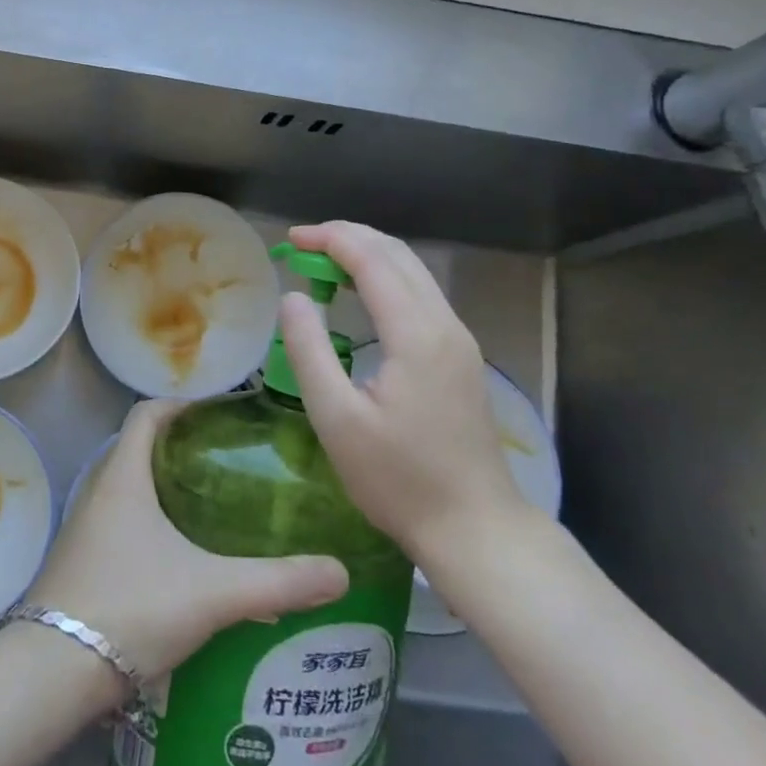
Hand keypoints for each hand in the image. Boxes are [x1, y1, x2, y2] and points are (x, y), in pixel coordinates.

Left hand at [28, 399, 348, 683]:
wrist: (54, 671)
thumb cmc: (131, 605)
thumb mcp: (212, 591)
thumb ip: (278, 581)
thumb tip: (340, 571)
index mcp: (123, 477)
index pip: (146, 414)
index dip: (181, 404)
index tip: (218, 412)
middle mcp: (99, 493)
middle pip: (139, 451)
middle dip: (181, 449)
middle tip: (230, 462)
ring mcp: (86, 531)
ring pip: (130, 492)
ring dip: (167, 491)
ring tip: (216, 509)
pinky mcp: (83, 566)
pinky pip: (122, 528)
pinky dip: (153, 528)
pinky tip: (185, 563)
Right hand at [277, 221, 535, 564]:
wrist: (475, 528)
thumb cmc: (398, 479)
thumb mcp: (337, 419)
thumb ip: (309, 350)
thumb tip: (293, 297)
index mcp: (416, 334)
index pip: (373, 260)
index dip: (330, 239)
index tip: (290, 240)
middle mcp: (445, 325)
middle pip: (399, 255)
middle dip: (349, 237)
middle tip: (302, 244)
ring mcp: (459, 340)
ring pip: (414, 272)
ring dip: (369, 256)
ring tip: (323, 262)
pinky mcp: (461, 357)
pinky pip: (421, 295)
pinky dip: (386, 279)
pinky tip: (360, 295)